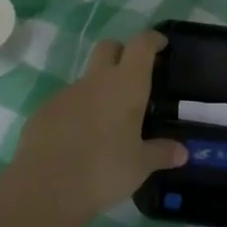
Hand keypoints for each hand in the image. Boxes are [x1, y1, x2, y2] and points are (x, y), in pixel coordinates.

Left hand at [7, 31, 187, 220]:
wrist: (45, 187)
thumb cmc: (104, 170)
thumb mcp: (140, 166)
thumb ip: (161, 153)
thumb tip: (182, 152)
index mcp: (126, 85)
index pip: (142, 45)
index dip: (152, 39)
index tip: (161, 44)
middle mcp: (96, 80)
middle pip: (109, 47)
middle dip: (122, 53)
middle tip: (133, 76)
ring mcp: (67, 93)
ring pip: (87, 78)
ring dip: (99, 89)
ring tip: (106, 122)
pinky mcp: (44, 110)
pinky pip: (66, 102)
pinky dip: (77, 112)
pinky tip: (78, 139)